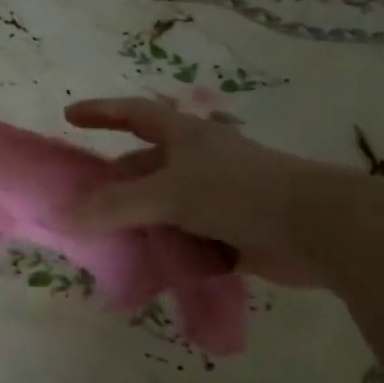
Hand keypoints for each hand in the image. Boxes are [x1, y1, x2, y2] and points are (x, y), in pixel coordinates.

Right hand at [63, 97, 367, 287]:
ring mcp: (217, 197)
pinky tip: (148, 270)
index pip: (133, 114)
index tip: (69, 117)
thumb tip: (64, 215)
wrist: (318, 228)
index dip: (101, 112)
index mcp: (185, 136)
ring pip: (165, 208)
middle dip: (115, 184)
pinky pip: (188, 239)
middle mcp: (199, 161)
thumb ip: (115, 206)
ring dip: (140, 224)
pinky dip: (168, 251)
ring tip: (108, 244)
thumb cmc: (238, 192)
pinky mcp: (232, 231)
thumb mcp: (169, 193)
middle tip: (82, 205)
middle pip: (145, 167)